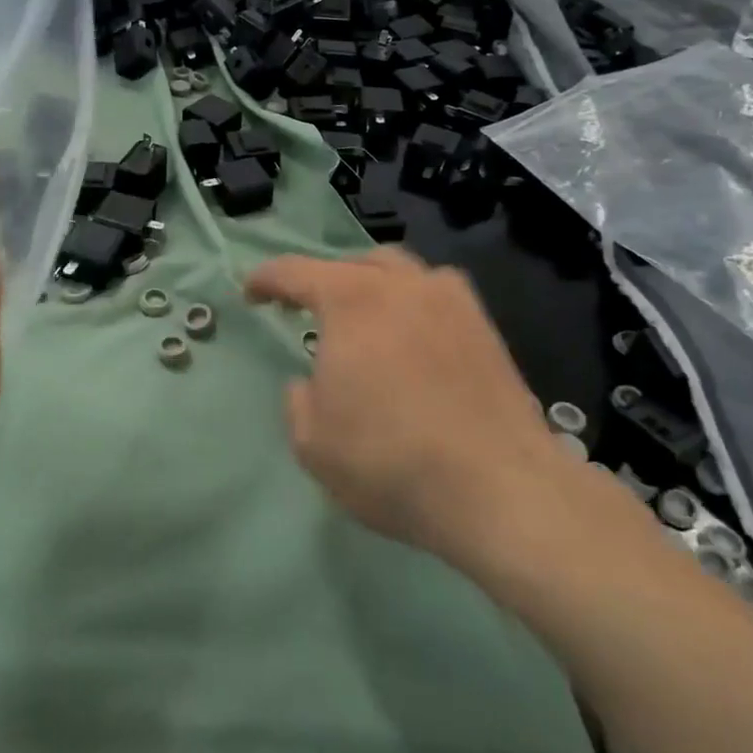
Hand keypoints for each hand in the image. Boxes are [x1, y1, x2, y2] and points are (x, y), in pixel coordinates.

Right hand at [246, 248, 647, 588]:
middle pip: (352, 263)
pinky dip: (414, 303)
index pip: (295, 272)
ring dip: (372, 284)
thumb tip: (311, 382)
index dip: (266, 279)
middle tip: (309, 310)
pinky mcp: (485, 327)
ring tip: (364, 317)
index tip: (251, 293)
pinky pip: (438, 294)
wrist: (501, 489)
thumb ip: (298, 400)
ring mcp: (450, 300)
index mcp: (351, 300)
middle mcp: (401, 284)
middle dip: (323, 281)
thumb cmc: (391, 462)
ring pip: (400, 270)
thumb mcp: (313, 442)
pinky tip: (415, 335)